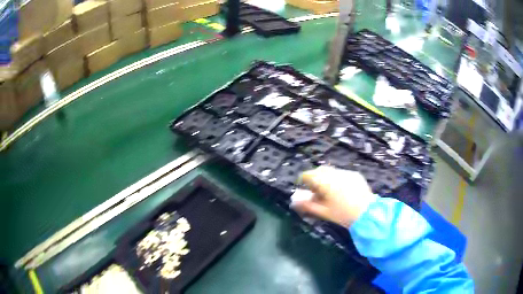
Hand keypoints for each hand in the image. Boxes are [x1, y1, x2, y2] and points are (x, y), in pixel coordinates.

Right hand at [292, 166, 375, 227]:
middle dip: (314, 178)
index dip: (303, 181)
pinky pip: (341, 173)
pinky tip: (341, 190)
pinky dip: (337, 179)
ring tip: (328, 191)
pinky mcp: (355, 175)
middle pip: (319, 170)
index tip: (303, 189)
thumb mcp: (323, 212)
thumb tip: (294, 201)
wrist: (367, 213)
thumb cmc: (343, 214)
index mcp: (324, 182)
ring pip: (330, 171)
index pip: (307, 175)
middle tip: (315, 191)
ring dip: (325, 178)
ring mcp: (346, 172)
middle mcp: (334, 173)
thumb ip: (307, 205)